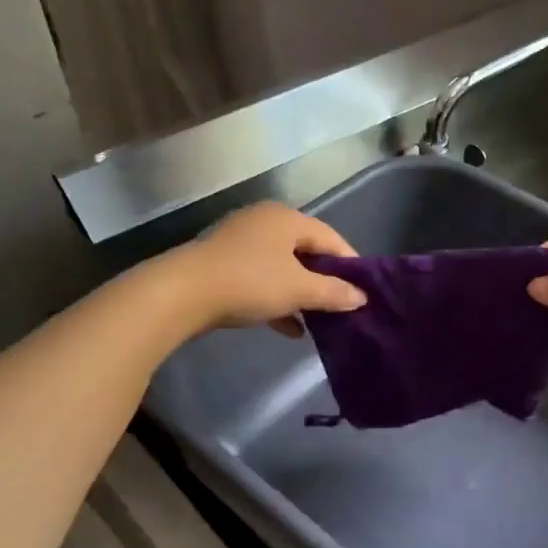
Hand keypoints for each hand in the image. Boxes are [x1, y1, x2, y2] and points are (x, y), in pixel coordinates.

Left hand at [168, 202, 365, 336]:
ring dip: (302, 294)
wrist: (182, 293)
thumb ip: (333, 293)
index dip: (351, 264)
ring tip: (320, 321)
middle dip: (326, 281)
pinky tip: (290, 328)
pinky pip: (262, 281)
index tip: (364, 291)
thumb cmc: (249, 282)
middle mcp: (265, 223)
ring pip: (283, 268)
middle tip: (343, 306)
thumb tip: (361, 297)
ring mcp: (242, 243)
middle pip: (307, 252)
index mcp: (286, 218)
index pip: (331, 238)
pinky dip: (278, 300)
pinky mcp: (225, 265)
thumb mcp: (298, 289)